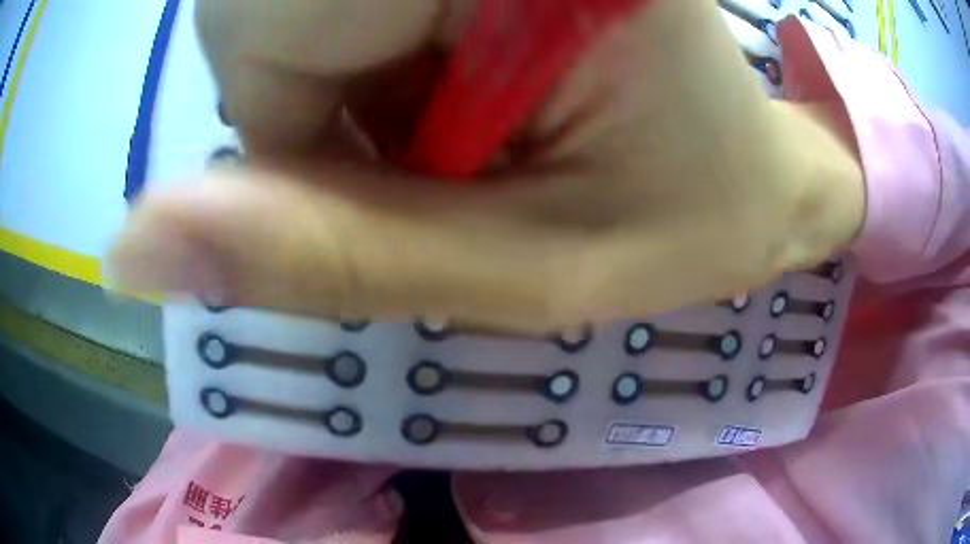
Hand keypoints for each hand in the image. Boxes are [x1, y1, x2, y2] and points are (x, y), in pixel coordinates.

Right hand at [109, 0, 863, 330]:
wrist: (755, 174)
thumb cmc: (689, 221)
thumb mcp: (525, 273)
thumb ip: (322, 256)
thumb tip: (128, 249)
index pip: (269, 31)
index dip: (298, 132)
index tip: (411, 172)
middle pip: (263, 11)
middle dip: (314, 101)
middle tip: (442, 146)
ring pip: (287, 6)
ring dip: (338, 81)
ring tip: (459, 115)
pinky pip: (339, 3)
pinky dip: (365, 55)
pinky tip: (458, 78)